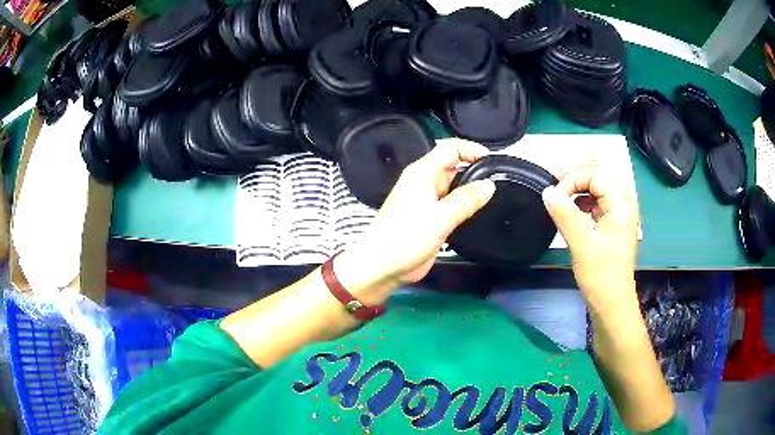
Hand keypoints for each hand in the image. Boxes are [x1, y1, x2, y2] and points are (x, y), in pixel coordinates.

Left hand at [336, 140, 495, 302]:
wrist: (382, 267)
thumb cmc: (405, 238)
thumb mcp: (439, 218)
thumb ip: (465, 200)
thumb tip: (489, 184)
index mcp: (422, 173)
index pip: (450, 148)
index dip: (472, 149)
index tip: (493, 161)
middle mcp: (425, 182)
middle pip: (454, 166)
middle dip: (476, 171)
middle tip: (500, 183)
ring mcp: (427, 201)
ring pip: (454, 187)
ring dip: (471, 191)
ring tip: (495, 199)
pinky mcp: (430, 218)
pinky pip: (451, 205)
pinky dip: (465, 207)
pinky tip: (479, 215)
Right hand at [541, 163, 639, 316]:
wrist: (612, 303)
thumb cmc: (601, 274)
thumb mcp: (581, 243)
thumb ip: (565, 214)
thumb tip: (547, 190)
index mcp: (621, 203)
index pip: (596, 174)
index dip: (573, 179)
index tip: (554, 196)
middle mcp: (624, 203)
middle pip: (600, 175)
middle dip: (576, 178)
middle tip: (556, 188)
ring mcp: (620, 213)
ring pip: (599, 187)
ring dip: (579, 188)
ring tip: (561, 198)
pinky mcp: (614, 223)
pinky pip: (598, 202)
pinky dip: (583, 202)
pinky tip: (572, 212)